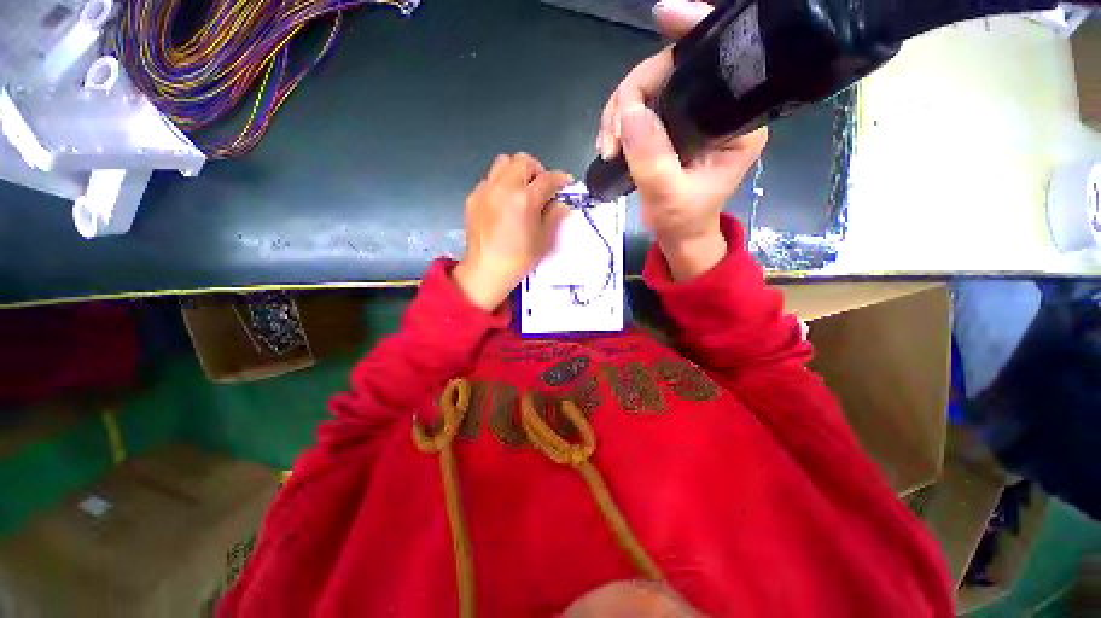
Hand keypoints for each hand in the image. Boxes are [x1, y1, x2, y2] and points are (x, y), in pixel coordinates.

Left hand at [453, 153, 572, 310]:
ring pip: (503, 163)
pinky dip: (501, 183)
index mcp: (525, 199)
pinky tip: (504, 202)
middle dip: (537, 170)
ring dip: (517, 171)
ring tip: (521, 190)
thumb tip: (560, 204)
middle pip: (523, 161)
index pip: (548, 178)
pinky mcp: (473, 197)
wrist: (486, 270)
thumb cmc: (519, 259)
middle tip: (542, 187)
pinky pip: (490, 179)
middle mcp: (504, 188)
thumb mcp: (545, 241)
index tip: (565, 183)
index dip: (560, 179)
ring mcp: (486, 190)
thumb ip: (554, 217)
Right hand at [596, 0, 767, 280]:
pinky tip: (609, 141)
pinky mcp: (669, 123)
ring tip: (607, 146)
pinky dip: (618, 119)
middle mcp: (717, 107)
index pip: (720, 61)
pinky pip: (639, 105)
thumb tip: (629, 112)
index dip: (693, 32)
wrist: (678, 234)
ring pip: (650, 86)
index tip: (662, 17)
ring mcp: (690, 113)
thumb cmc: (684, 221)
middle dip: (632, 93)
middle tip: (611, 136)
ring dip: (619, 111)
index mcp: (736, 120)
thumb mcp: (669, 197)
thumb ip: (652, 159)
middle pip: (673, 68)